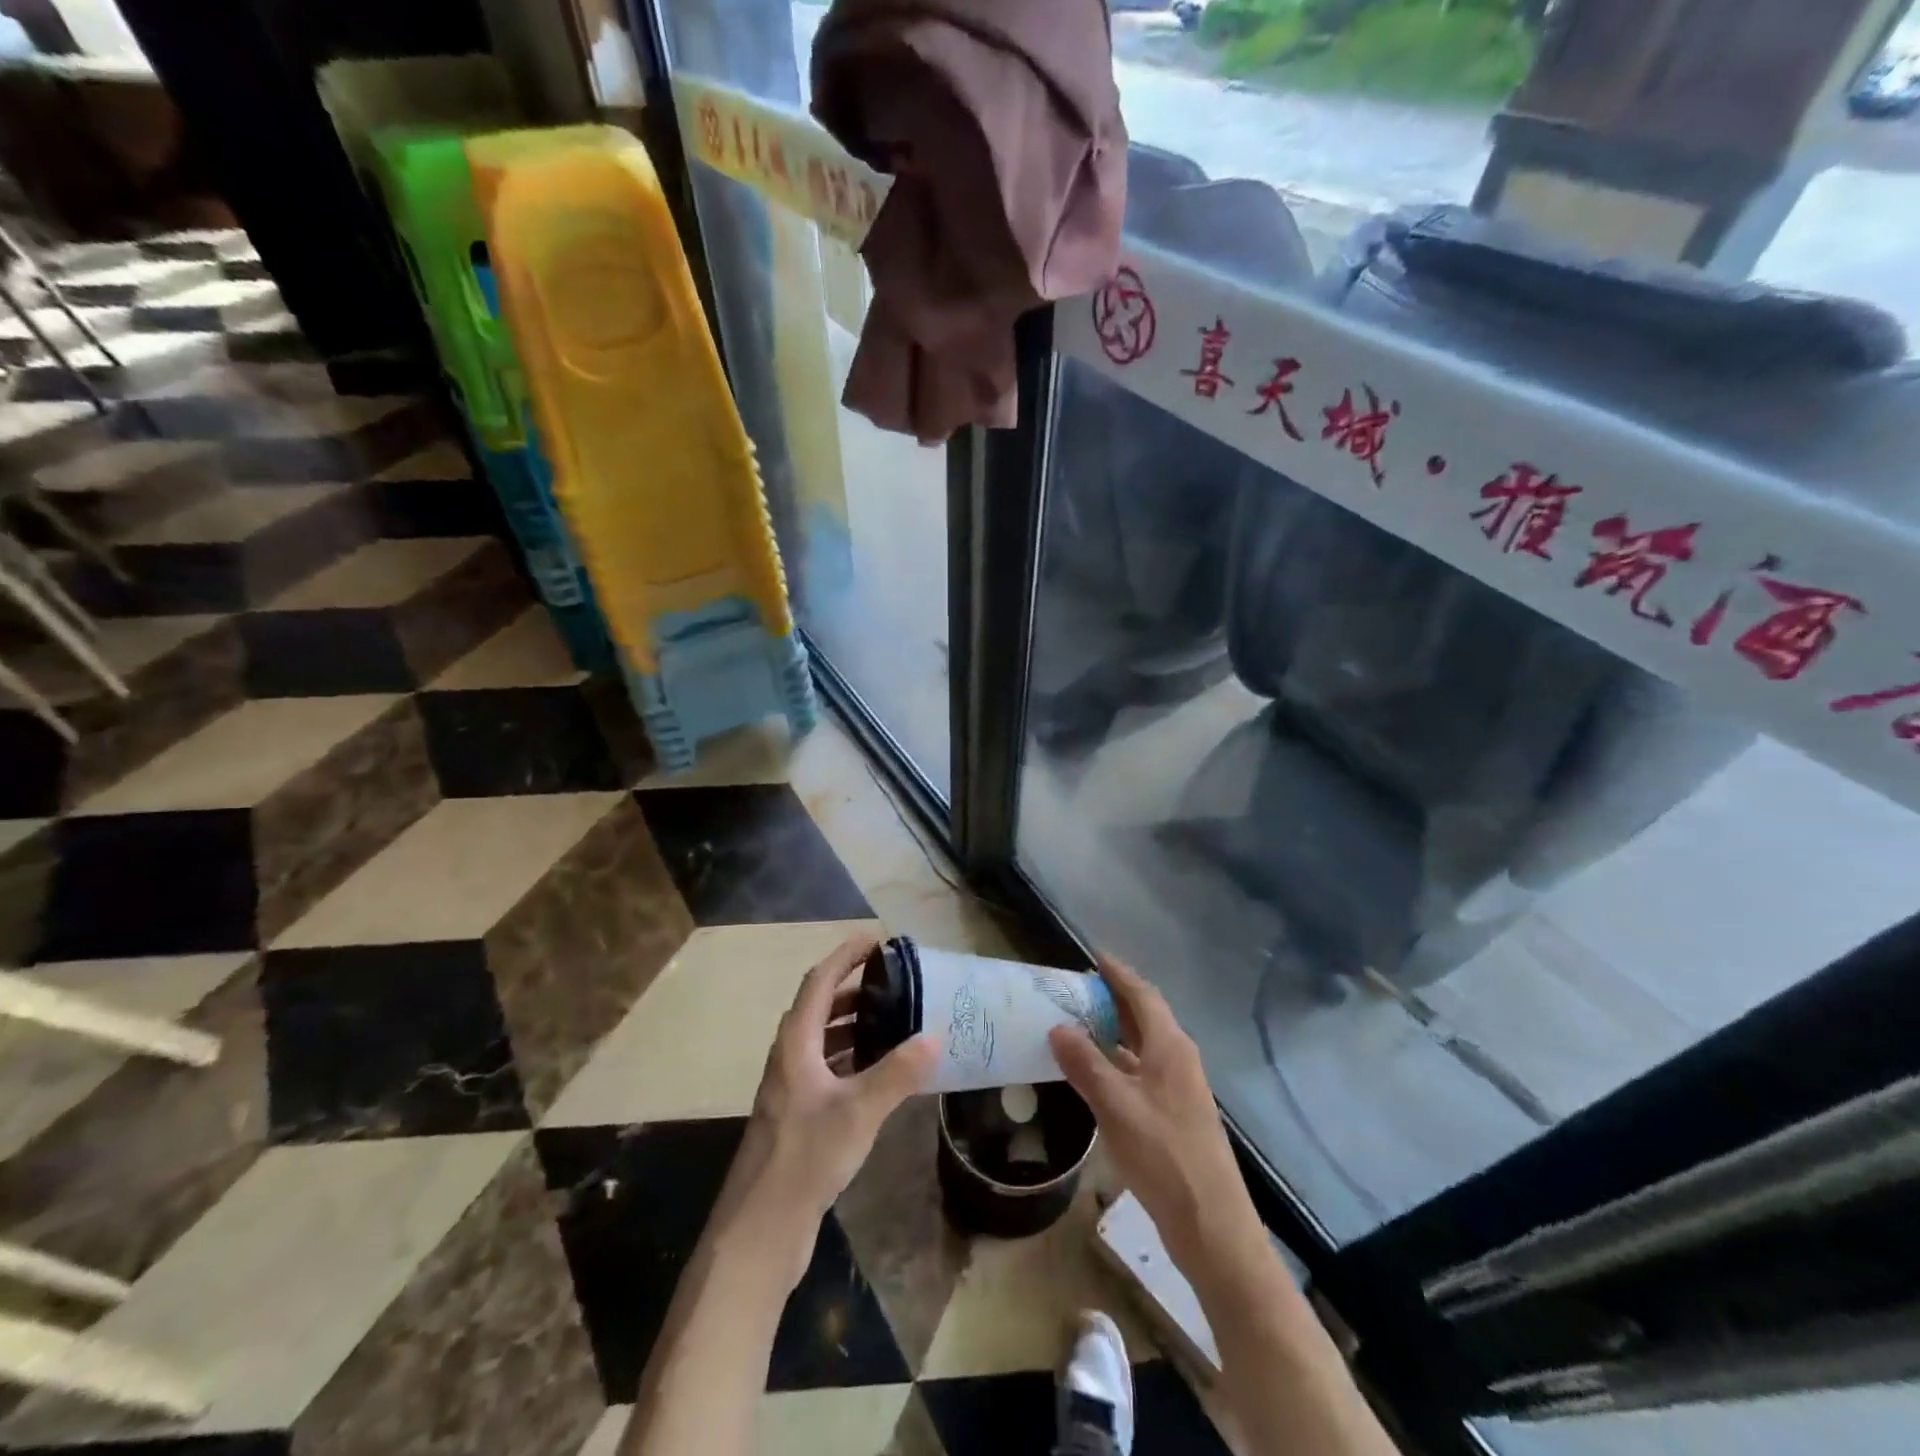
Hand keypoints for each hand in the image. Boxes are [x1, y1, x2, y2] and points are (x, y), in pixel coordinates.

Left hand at [717, 934, 938, 1283]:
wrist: (761, 1230)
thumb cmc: (804, 1158)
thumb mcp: (857, 1112)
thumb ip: (897, 1073)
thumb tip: (934, 1037)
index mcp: (795, 1044)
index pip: (820, 982)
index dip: (846, 955)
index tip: (878, 940)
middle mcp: (789, 1057)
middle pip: (820, 1006)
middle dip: (855, 987)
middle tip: (897, 980)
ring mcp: (791, 1088)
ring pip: (824, 1038)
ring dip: (855, 1022)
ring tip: (895, 1018)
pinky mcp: (798, 1115)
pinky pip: (828, 1066)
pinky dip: (853, 1055)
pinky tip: (881, 1069)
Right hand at [1048, 956, 1261, 1276]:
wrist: (1212, 1225)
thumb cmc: (1164, 1155)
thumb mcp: (1116, 1106)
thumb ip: (1086, 1065)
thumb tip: (1058, 1027)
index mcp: (1170, 1047)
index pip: (1143, 995)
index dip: (1119, 975)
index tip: (1094, 957)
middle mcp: (1178, 1059)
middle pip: (1145, 1017)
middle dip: (1114, 1000)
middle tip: (1077, 990)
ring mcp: (1180, 1089)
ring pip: (1143, 1046)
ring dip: (1114, 1032)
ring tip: (1078, 1025)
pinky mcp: (1175, 1115)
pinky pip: (1142, 1072)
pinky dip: (1118, 1063)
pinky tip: (1095, 1075)